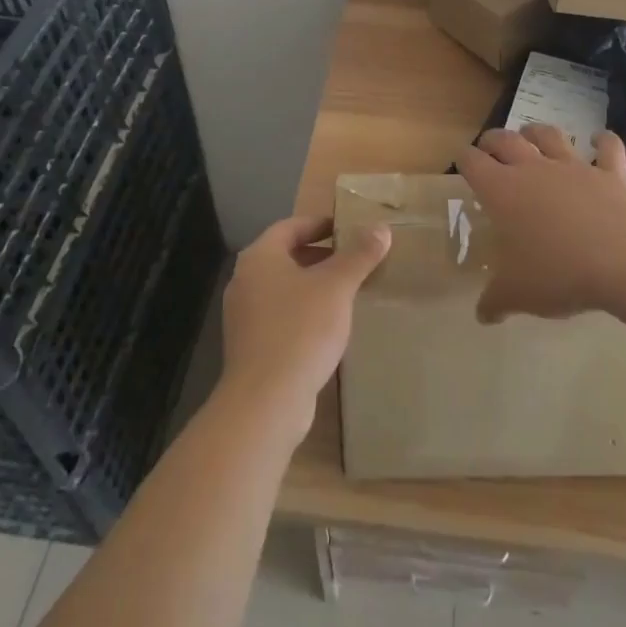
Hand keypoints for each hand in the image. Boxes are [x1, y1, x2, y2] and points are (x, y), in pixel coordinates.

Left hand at [218, 214, 391, 441]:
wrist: (266, 402)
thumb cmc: (300, 330)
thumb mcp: (337, 287)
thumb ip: (359, 255)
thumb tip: (380, 228)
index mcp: (260, 257)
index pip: (291, 226)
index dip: (320, 224)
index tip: (348, 228)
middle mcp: (245, 281)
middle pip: (286, 256)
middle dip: (321, 255)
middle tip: (354, 258)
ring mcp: (244, 316)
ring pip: (284, 288)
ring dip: (314, 285)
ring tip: (348, 290)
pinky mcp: (251, 346)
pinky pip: (281, 315)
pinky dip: (305, 311)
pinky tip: (330, 325)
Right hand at [455, 124, 625, 323]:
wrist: (623, 261)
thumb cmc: (558, 274)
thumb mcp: (517, 295)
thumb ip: (495, 301)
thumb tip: (482, 315)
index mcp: (503, 191)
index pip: (473, 163)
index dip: (464, 160)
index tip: (461, 161)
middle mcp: (534, 169)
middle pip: (506, 140)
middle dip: (493, 140)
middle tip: (488, 146)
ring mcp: (574, 167)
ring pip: (550, 136)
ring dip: (537, 132)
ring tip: (531, 133)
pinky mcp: (610, 173)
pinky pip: (607, 148)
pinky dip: (603, 141)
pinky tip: (600, 138)